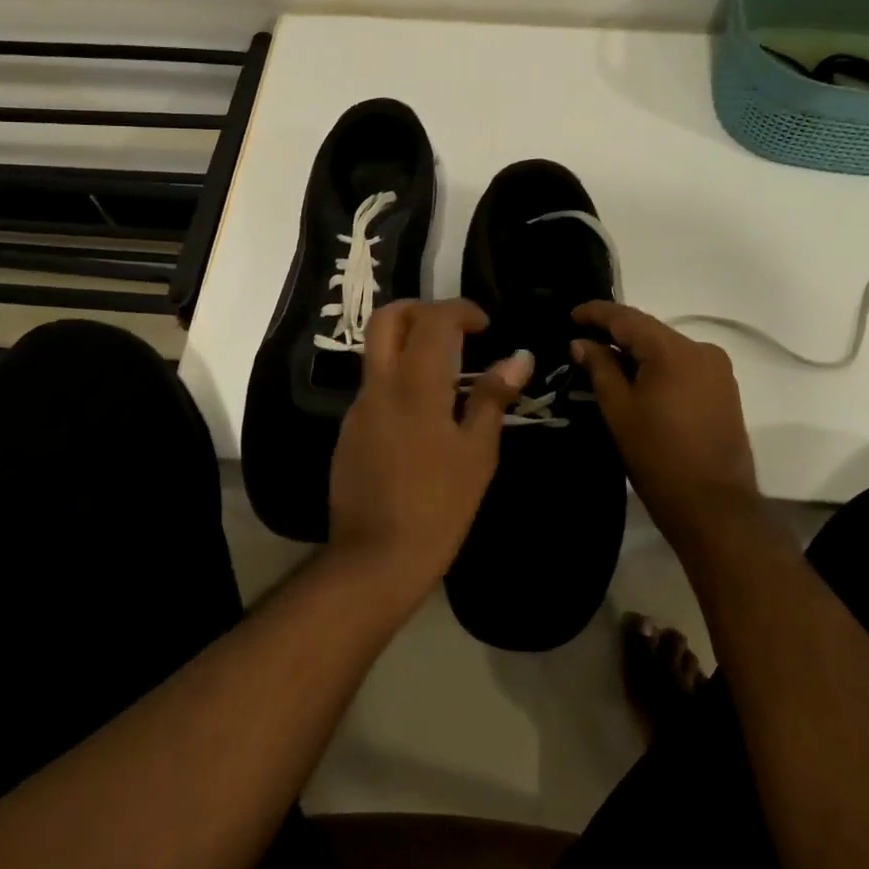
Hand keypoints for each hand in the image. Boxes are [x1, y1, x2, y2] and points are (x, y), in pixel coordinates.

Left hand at [327, 299, 529, 598]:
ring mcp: (359, 407)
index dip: (461, 310)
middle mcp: (380, 384)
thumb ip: (493, 397)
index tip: (484, 325)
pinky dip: (400, 379)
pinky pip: (375, 386)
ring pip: (378, 351)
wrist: (375, 559)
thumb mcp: (477, 453)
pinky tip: (424, 416)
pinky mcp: (349, 431)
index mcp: (415, 384)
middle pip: (388, 318)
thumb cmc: (438, 506)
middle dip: (421, 310)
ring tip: (447, 374)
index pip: (433, 319)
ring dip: (409, 345)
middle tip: (453, 329)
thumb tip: (519, 358)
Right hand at [572, 302, 762, 547]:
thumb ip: (600, 368)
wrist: (715, 509)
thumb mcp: (619, 410)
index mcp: (673, 350)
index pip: (627, 318)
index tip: (571, 314)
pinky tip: (638, 378)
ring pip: (666, 348)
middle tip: (583, 340)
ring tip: (606, 360)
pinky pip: (683, 364)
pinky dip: (658, 366)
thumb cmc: (658, 458)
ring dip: (637, 351)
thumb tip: (582, 342)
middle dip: (615, 332)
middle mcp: (701, 349)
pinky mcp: (724, 389)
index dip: (596, 313)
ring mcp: (717, 369)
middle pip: (649, 330)